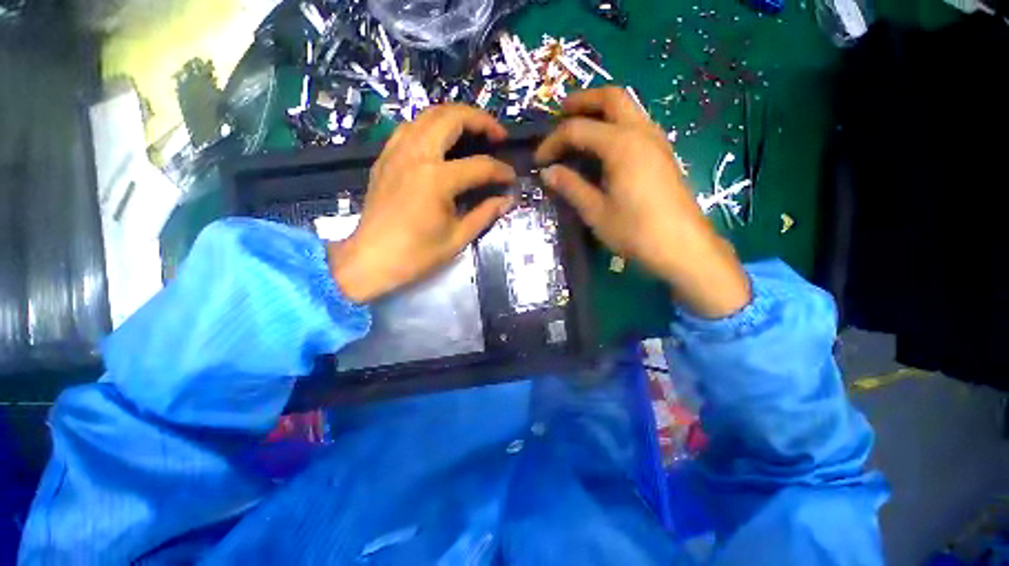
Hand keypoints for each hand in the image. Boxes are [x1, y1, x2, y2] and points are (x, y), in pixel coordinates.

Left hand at [329, 105, 515, 302]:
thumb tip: (507, 200)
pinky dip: (431, 126)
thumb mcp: (458, 238)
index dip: (501, 171)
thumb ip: (485, 214)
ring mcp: (397, 152)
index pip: (480, 166)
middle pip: (452, 118)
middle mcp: (416, 155)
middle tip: (498, 135)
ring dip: (455, 117)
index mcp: (437, 179)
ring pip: (428, 115)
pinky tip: (441, 141)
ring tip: (473, 132)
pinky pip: (410, 128)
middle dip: (481, 120)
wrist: (371, 260)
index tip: (511, 178)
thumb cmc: (416, 255)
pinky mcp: (385, 158)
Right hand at [535, 87, 749, 318]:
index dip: (553, 142)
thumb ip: (571, 187)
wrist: (683, 247)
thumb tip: (548, 171)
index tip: (539, 161)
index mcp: (621, 145)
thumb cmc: (635, 231)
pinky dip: (615, 124)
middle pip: (611, 98)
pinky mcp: (662, 154)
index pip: (578, 129)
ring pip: (627, 108)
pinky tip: (603, 146)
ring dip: (600, 110)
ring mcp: (656, 141)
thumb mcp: (596, 212)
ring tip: (578, 127)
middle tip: (559, 114)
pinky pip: (636, 124)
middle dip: (582, 101)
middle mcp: (641, 132)